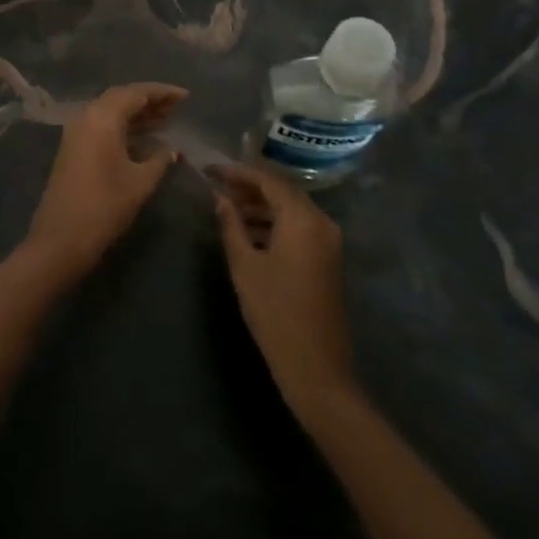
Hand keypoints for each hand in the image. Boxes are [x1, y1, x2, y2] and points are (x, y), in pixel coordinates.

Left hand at [23, 83, 186, 282]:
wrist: (61, 240)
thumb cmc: (104, 207)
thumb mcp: (140, 182)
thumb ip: (159, 160)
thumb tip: (172, 150)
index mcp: (103, 117)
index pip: (136, 93)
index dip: (163, 92)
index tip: (186, 96)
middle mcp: (87, 116)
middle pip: (122, 98)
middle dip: (150, 101)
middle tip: (177, 107)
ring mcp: (77, 132)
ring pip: (112, 112)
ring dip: (138, 114)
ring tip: (166, 119)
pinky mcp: (74, 148)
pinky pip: (103, 126)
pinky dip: (125, 126)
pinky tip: (144, 138)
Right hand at [211, 163, 355, 420]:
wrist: (316, 368)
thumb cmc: (275, 313)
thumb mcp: (245, 265)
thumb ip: (231, 225)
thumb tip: (218, 197)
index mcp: (303, 218)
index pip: (268, 180)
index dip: (237, 172)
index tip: (210, 170)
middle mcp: (321, 222)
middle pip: (282, 191)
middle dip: (249, 187)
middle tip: (217, 187)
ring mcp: (328, 240)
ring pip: (290, 209)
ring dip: (260, 206)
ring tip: (227, 209)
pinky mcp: (327, 258)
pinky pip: (298, 227)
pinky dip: (274, 223)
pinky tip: (249, 232)